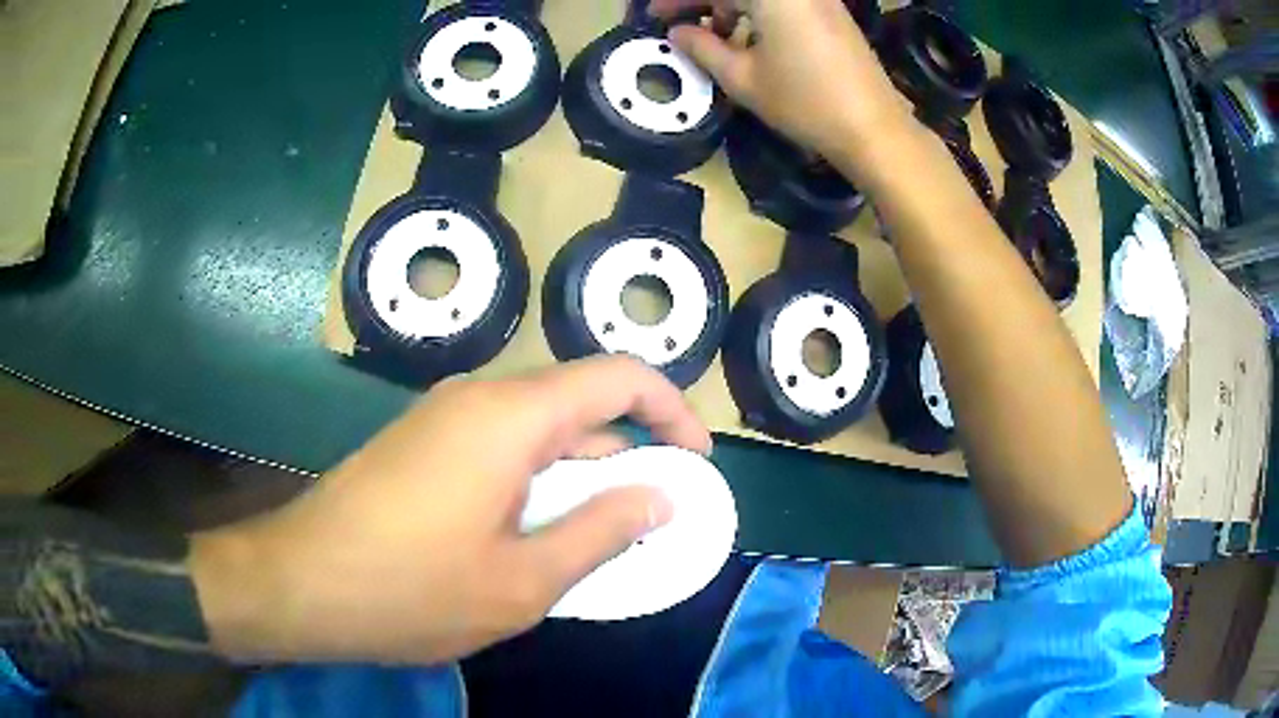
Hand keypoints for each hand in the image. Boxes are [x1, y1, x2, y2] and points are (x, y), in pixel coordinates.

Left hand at [190, 356, 710, 664]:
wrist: (300, 583)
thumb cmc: (411, 590)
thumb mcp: (523, 581)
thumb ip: (602, 532)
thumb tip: (660, 496)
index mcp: (510, 417)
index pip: (618, 376)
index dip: (671, 410)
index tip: (696, 462)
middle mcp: (477, 399)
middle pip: (578, 401)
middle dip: (627, 450)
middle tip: (652, 513)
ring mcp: (441, 418)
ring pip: (537, 428)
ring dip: (579, 472)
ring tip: (599, 535)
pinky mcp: (420, 444)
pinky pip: (500, 446)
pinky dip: (537, 480)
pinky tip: (533, 534)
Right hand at [650, 0, 910, 160]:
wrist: (873, 128)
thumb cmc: (804, 102)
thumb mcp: (742, 78)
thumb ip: (702, 48)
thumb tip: (677, 33)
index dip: (678, 0)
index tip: (654, 16)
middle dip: (704, 3)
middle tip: (682, 26)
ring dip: (731, 7)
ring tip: (715, 38)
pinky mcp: (831, 11)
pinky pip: (784, 3)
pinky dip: (759, 12)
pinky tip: (750, 39)